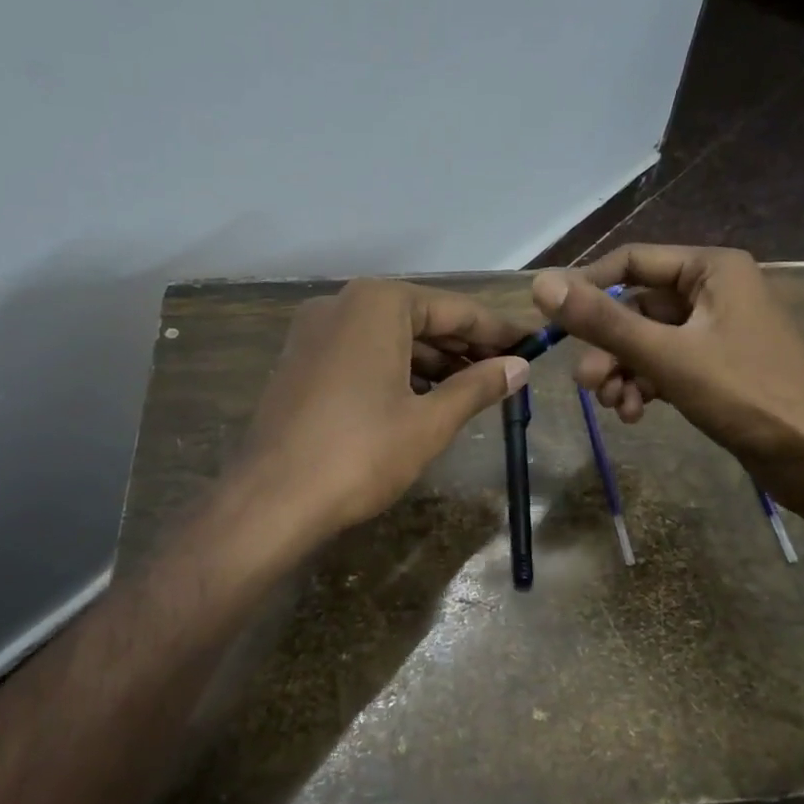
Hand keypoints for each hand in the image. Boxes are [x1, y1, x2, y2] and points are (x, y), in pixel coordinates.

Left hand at [237, 278, 530, 540]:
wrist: (271, 499)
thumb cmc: (361, 453)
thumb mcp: (429, 421)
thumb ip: (477, 386)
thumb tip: (519, 367)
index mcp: (378, 304)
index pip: (454, 309)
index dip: (497, 329)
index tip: (533, 343)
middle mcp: (343, 304)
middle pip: (420, 318)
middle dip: (465, 345)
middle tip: (509, 369)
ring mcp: (315, 331)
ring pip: (390, 337)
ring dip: (432, 360)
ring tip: (474, 387)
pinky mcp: (300, 361)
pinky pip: (362, 353)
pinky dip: (397, 369)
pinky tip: (424, 396)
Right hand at [528, 245, 803, 487]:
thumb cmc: (746, 394)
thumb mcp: (666, 355)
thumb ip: (602, 321)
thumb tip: (540, 285)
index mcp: (711, 268)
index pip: (630, 262)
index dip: (587, 288)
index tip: (552, 323)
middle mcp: (713, 290)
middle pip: (636, 307)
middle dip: (607, 347)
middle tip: (586, 385)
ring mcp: (716, 331)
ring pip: (647, 341)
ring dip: (622, 371)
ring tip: (613, 406)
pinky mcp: (718, 367)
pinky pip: (666, 365)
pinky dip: (645, 384)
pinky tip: (634, 414)